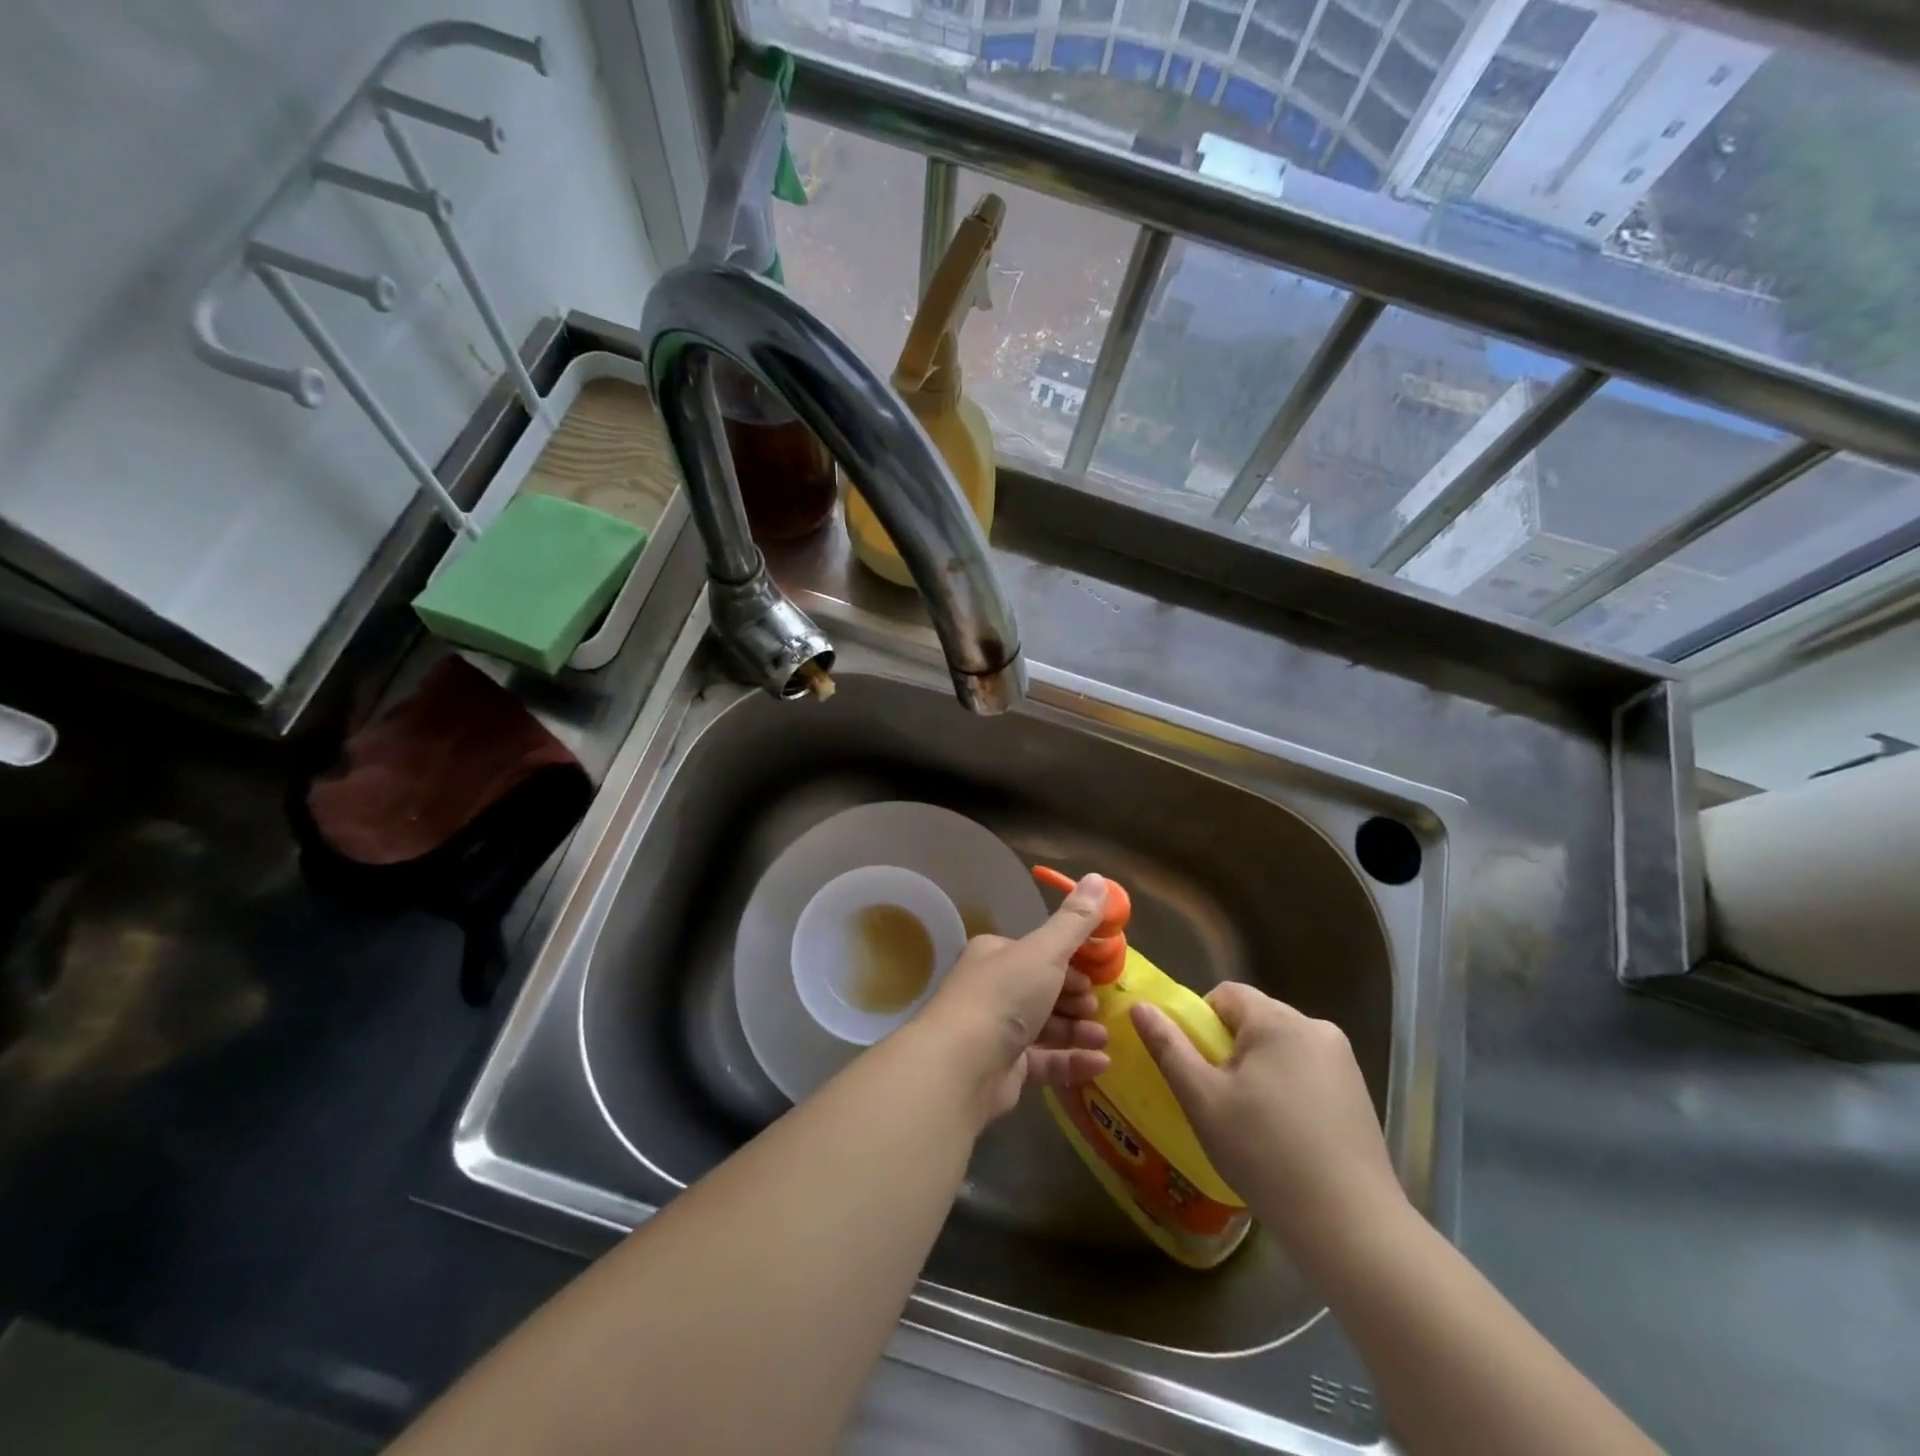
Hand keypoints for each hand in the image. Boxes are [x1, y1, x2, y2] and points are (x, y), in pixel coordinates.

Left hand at [917, 873, 1111, 1119]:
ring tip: (1103, 1037)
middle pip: (1043, 990)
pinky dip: (1072, 1060)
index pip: (1039, 953)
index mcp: (995, 955)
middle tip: (1098, 1007)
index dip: (1070, 962)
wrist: (961, 1065)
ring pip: (1045, 1027)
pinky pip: (1044, 1061)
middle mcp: (992, 990)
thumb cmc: (1003, 996)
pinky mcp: (1003, 1070)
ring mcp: (995, 1031)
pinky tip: (1100, 1063)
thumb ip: (1075, 921)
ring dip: (1078, 1030)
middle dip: (1076, 999)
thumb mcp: (1045, 951)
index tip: (1097, 974)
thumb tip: (1098, 877)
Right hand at [1131, 983, 1402, 1253]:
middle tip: (1220, 1100)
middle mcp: (1316, 1028)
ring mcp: (1343, 1062)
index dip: (1201, 1023)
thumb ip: (1169, 1047)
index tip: (1198, 1068)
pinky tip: (1286, 1137)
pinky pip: (1307, 1072)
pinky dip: (1288, 1090)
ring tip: (1252, 1123)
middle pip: (1255, 1020)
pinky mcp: (1359, 1093)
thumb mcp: (1203, 1099)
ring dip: (1259, 1071)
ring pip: (1281, 1048)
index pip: (1226, 994)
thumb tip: (1140, 1006)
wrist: (1351, 1227)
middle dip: (1230, 1050)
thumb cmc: (1265, 1154)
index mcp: (1278, 1021)